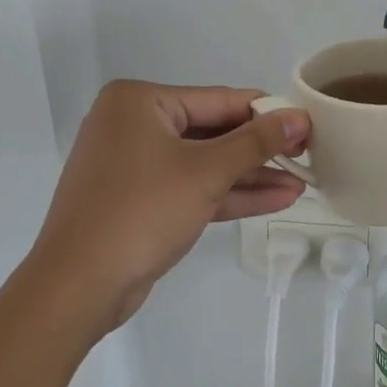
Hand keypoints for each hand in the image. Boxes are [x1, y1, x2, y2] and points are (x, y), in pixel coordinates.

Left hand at [33, 81, 309, 339]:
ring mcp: (135, 164)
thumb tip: (299, 117)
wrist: (78, 287)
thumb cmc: (141, 212)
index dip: (267, 113)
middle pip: (213, 131)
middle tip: (309, 156)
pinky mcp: (140, 200)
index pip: (218, 100)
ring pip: (205, 163)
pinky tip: (275, 199)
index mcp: (139, 102)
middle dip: (261, 150)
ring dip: (251, 176)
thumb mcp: (206, 172)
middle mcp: (133, 125)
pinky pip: (191, 187)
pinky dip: (228, 194)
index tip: (309, 124)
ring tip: (302, 183)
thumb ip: (256, 142)